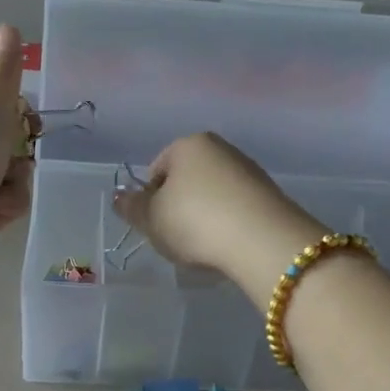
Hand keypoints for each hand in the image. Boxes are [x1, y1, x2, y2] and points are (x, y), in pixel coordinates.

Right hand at [112, 133, 326, 295]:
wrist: (261, 240)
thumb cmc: (194, 222)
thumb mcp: (151, 219)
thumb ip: (131, 207)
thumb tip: (119, 196)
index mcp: (188, 144)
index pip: (156, 169)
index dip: (149, 200)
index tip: (154, 226)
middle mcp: (221, 148)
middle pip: (187, 180)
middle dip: (178, 207)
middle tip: (175, 238)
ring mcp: (249, 170)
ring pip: (213, 195)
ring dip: (204, 217)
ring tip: (203, 246)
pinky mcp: (270, 195)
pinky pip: (236, 209)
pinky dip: (227, 225)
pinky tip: (226, 246)